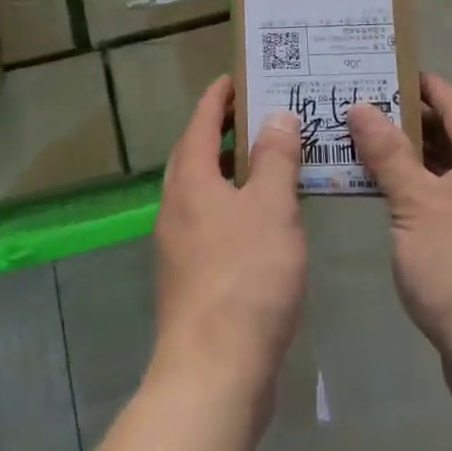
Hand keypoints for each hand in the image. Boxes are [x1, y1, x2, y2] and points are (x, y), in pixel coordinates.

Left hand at [152, 77, 306, 404]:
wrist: (213, 371)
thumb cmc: (246, 277)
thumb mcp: (272, 207)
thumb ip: (275, 158)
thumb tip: (276, 116)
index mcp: (190, 180)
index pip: (200, 122)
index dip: (218, 98)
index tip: (235, 79)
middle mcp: (175, 206)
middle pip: (195, 155)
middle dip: (221, 132)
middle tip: (256, 115)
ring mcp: (178, 245)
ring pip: (203, 192)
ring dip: (229, 171)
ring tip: (267, 163)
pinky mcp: (190, 279)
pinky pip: (211, 223)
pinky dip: (233, 207)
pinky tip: (263, 222)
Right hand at [347, 73, 451, 396]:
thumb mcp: (415, 204)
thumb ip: (388, 153)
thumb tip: (362, 106)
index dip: (423, 86)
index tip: (387, 69)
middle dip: (409, 124)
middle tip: (363, 110)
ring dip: (414, 163)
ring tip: (368, 150)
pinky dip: (424, 195)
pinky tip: (393, 203)